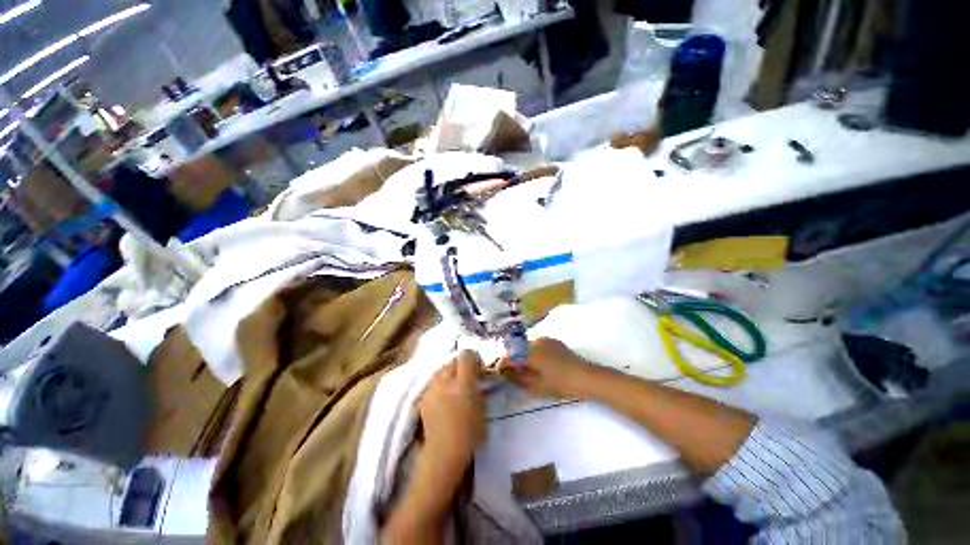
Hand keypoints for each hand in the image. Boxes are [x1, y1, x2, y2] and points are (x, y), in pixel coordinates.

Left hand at [417, 351, 485, 472]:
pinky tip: (442, 397)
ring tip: (452, 386)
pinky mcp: (423, 398)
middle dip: (460, 366)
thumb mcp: (483, 411)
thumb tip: (478, 384)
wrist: (443, 454)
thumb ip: (480, 393)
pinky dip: (439, 385)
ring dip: (448, 374)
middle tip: (466, 378)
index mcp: (463, 383)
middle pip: (452, 361)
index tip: (478, 367)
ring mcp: (432, 389)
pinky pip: (433, 383)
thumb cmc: (469, 435)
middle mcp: (446, 381)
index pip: (466, 356)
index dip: (473, 358)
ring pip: (441, 370)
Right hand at [500, 338, 596, 399]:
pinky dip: (531, 351)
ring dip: (521, 354)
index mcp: (531, 353)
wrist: (586, 378)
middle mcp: (536, 341)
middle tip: (509, 372)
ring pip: (526, 345)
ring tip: (522, 367)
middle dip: (511, 358)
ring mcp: (545, 339)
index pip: (510, 356)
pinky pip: (536, 344)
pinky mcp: (553, 341)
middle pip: (516, 348)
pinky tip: (535, 362)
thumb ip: (519, 379)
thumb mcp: (538, 386)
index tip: (498, 372)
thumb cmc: (562, 385)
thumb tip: (505, 374)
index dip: (501, 364)